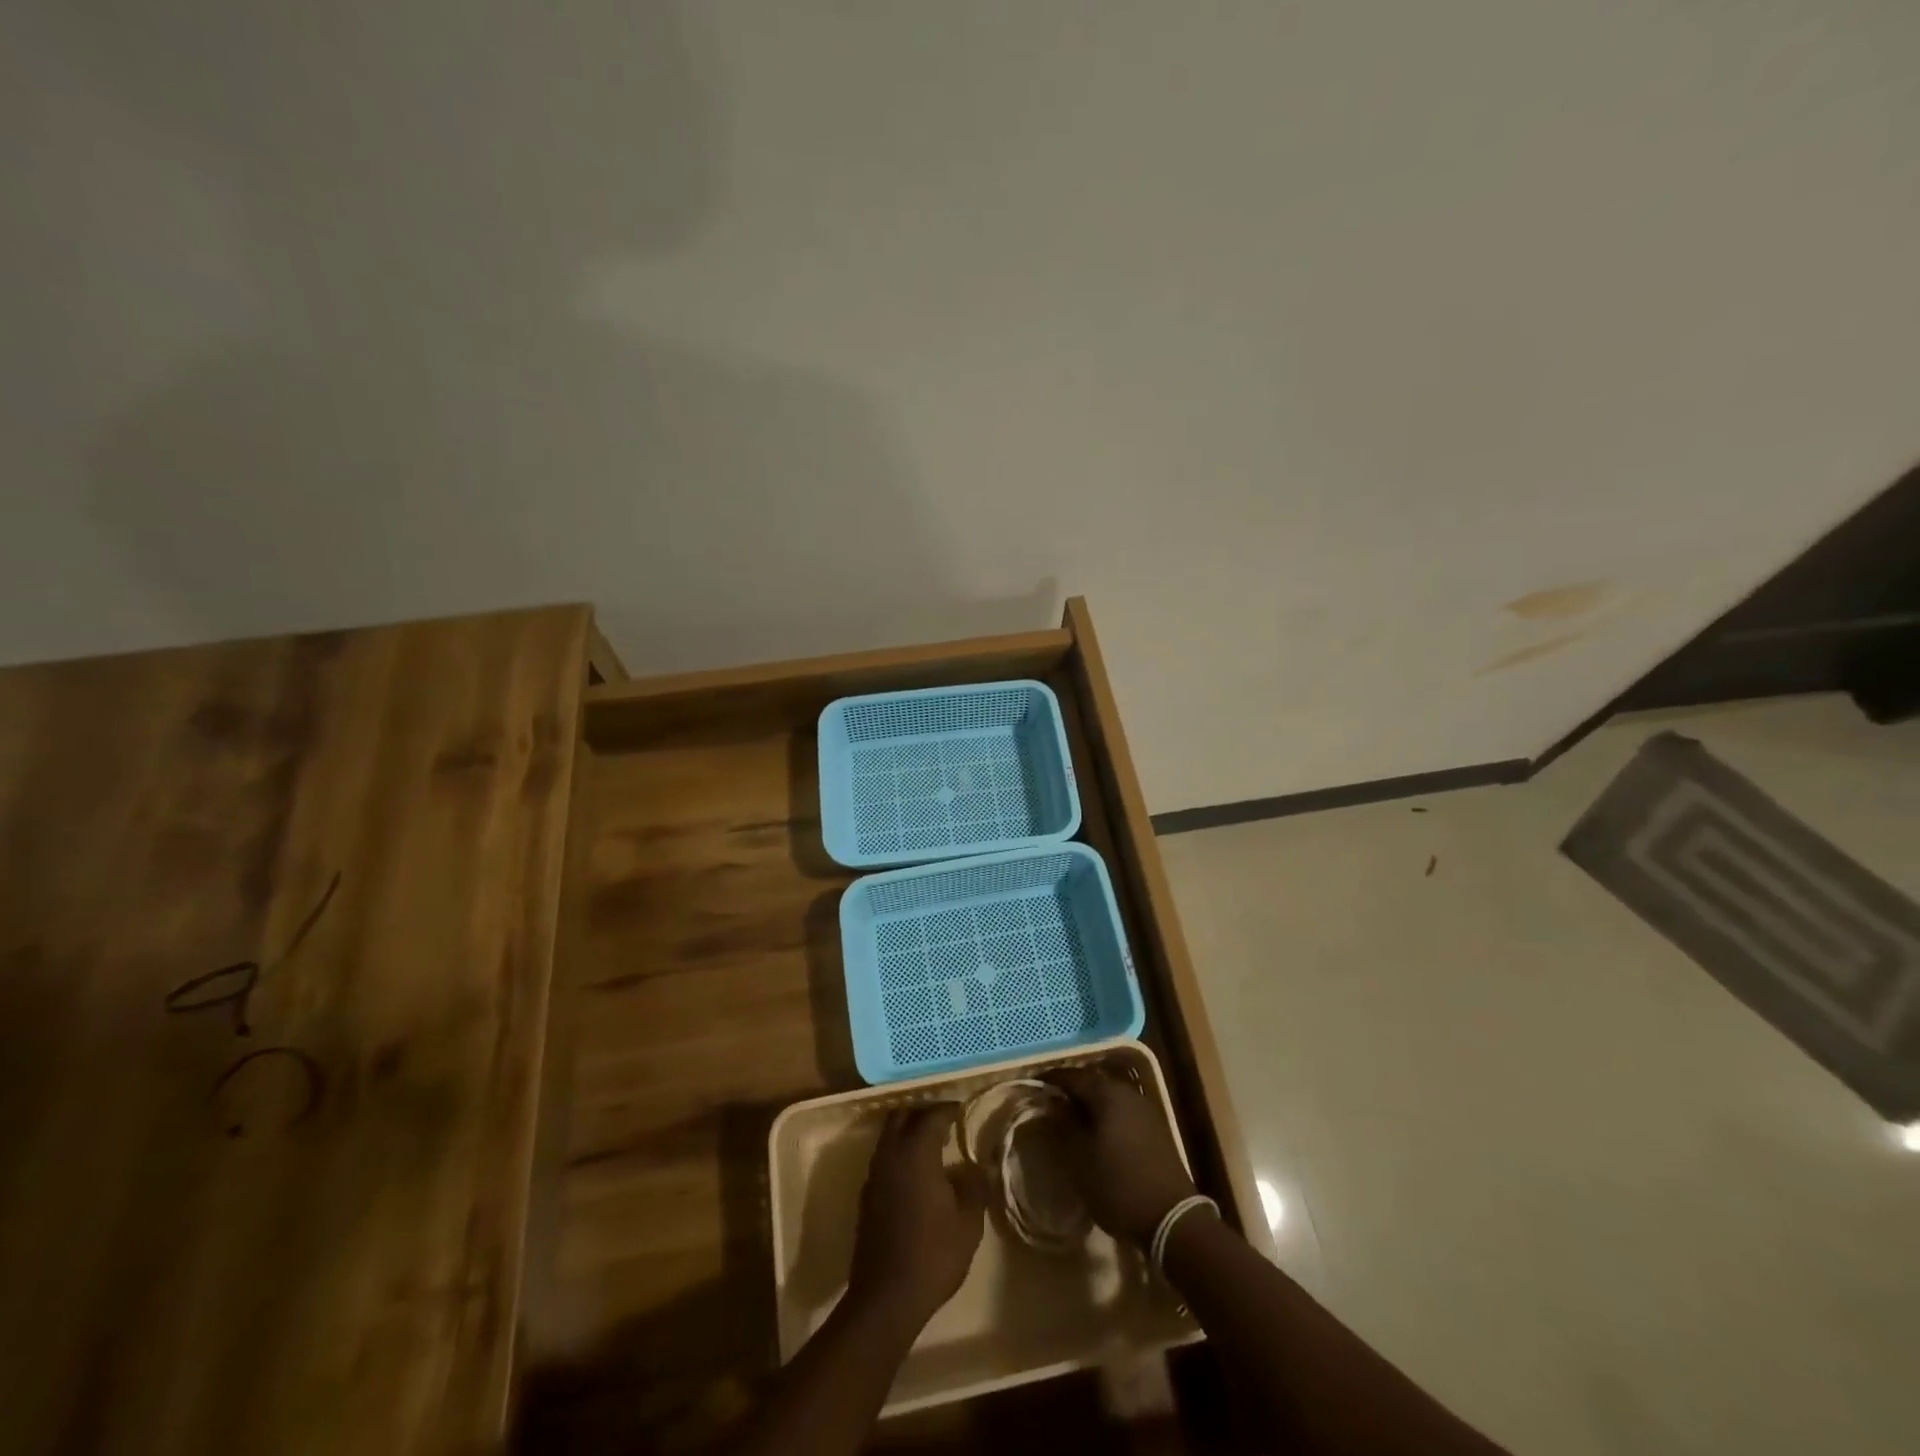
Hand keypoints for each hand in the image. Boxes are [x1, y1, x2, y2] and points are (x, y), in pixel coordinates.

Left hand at [847, 1104, 987, 1329]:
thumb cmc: (933, 1254)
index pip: (931, 1115)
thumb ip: (975, 1186)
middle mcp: (890, 1154)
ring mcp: (874, 1175)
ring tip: (933, 1146)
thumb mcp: (968, 1222)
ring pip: (889, 1135)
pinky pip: (883, 1157)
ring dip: (908, 1131)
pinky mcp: (866, 1196)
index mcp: (915, 1152)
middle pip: (902, 1115)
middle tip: (945, 1122)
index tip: (962, 1111)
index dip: (948, 1109)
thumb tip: (980, 1166)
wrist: (886, 1297)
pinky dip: (899, 1153)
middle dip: (923, 1112)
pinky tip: (917, 1174)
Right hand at [1047, 1066, 1197, 1243]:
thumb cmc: (1118, 1186)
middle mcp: (1127, 1093)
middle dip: (1071, 1088)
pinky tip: (1097, 1128)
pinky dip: (1105, 1112)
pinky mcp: (1154, 1127)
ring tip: (1070, 1114)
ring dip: (1089, 1101)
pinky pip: (1122, 1109)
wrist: (1172, 1218)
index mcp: (1107, 1094)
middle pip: (1093, 1082)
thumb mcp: (1080, 1159)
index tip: (1033, 1083)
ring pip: (1109, 1095)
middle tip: (1050, 1098)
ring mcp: (1144, 1109)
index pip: (1073, 1077)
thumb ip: (1064, 1126)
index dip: (1051, 1079)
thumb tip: (1053, 1103)